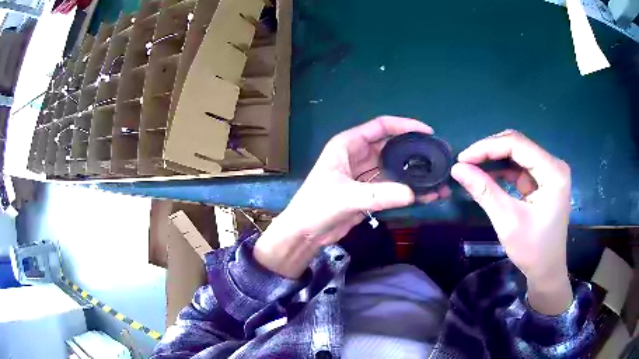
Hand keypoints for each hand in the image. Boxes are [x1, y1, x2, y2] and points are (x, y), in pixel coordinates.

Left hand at [254, 116, 443, 277]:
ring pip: (395, 168)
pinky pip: (393, 186)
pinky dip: (408, 190)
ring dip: (414, 173)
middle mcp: (359, 155)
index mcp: (348, 144)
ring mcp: (365, 174)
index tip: (427, 132)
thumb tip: (412, 194)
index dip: (404, 125)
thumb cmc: (316, 207)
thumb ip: (378, 195)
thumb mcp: (345, 197)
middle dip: (414, 150)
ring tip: (438, 179)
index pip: (381, 126)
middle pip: (392, 146)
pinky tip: (426, 195)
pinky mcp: (370, 192)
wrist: (305, 233)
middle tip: (438, 158)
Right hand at [451, 130, 572, 314]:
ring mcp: (549, 171)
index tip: (462, 158)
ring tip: (471, 168)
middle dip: (489, 151)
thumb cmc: (532, 250)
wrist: (547, 270)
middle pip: (517, 145)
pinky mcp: (543, 180)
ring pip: (517, 153)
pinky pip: (519, 167)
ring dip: (494, 159)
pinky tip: (486, 176)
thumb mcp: (507, 221)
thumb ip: (484, 191)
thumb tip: (457, 168)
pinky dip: (501, 170)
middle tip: (465, 162)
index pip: (517, 145)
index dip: (487, 147)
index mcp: (553, 172)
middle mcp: (553, 164)